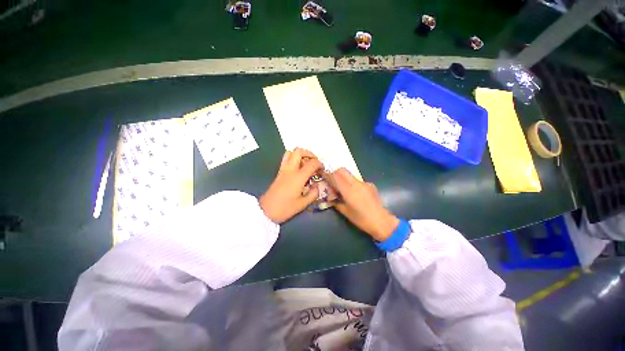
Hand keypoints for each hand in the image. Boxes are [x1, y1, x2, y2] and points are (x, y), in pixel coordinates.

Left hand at [259, 148, 322, 223]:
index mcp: (298, 177)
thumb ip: (313, 194)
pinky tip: (298, 170)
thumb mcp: (302, 204)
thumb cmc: (285, 208)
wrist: (266, 211)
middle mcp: (290, 170)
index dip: (319, 164)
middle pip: (298, 151)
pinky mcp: (278, 173)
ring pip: (290, 153)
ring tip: (306, 164)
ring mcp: (283, 170)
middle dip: (309, 154)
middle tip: (314, 162)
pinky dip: (294, 160)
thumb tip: (317, 187)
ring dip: (300, 155)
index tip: (322, 169)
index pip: (312, 163)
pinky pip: (286, 160)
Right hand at [326, 168, 398, 241]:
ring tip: (342, 191)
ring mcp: (364, 183)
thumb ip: (336, 202)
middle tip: (332, 183)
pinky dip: (351, 184)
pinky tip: (354, 194)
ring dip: (343, 179)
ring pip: (350, 175)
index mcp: (349, 191)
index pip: (335, 177)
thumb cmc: (361, 219)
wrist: (382, 222)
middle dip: (335, 174)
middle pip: (342, 171)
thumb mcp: (345, 212)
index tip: (323, 176)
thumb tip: (330, 197)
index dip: (328, 175)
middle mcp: (356, 183)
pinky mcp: (370, 185)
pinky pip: (357, 181)